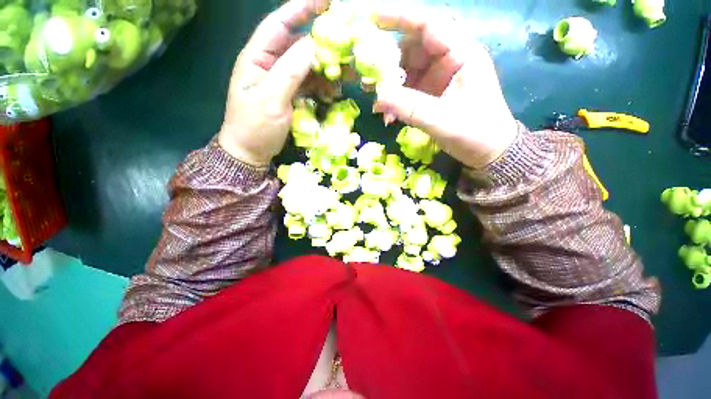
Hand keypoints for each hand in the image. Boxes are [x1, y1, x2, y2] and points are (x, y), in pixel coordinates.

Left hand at [218, 0, 330, 166]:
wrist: (251, 151)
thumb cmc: (255, 126)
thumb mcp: (272, 98)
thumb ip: (291, 70)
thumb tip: (313, 44)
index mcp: (257, 57)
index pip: (280, 24)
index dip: (301, 9)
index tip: (325, 1)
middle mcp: (270, 64)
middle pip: (298, 45)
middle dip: (322, 44)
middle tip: (345, 47)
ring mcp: (282, 80)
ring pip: (308, 66)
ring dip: (326, 69)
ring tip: (345, 75)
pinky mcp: (291, 95)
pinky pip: (310, 84)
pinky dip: (323, 86)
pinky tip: (333, 91)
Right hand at [372, 8, 517, 168]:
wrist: (487, 152)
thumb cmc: (476, 132)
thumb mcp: (443, 120)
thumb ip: (411, 107)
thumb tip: (378, 96)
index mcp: (461, 54)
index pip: (428, 24)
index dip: (399, 17)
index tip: (371, 16)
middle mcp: (448, 61)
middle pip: (412, 50)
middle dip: (387, 63)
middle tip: (367, 78)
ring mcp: (438, 79)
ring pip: (407, 72)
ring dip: (389, 87)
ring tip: (375, 101)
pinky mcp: (432, 95)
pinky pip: (408, 92)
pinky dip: (395, 102)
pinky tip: (387, 116)